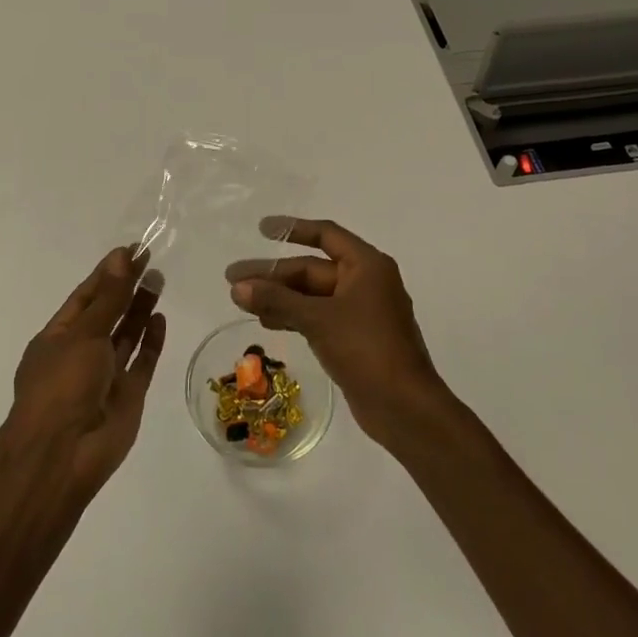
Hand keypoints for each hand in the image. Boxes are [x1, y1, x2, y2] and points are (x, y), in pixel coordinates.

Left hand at [10, 248, 166, 495]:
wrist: (63, 455)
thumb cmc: (62, 385)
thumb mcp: (84, 333)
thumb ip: (109, 297)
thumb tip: (122, 256)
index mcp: (58, 337)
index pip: (85, 297)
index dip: (108, 273)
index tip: (132, 250)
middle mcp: (81, 353)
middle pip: (108, 313)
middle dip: (126, 288)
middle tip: (152, 260)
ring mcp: (105, 375)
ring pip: (126, 336)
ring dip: (140, 309)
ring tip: (159, 280)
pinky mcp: (128, 395)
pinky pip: (142, 362)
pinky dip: (151, 341)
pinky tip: (160, 318)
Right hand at [226, 218, 448, 447]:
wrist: (404, 407)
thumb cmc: (367, 349)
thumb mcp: (318, 319)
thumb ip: (277, 300)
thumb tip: (237, 287)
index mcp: (366, 265)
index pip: (325, 235)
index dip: (292, 229)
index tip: (261, 229)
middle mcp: (365, 282)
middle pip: (312, 268)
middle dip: (274, 274)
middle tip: (233, 280)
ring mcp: (360, 311)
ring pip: (312, 295)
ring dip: (279, 297)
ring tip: (241, 302)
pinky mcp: (354, 338)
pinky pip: (318, 316)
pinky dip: (293, 316)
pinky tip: (267, 321)